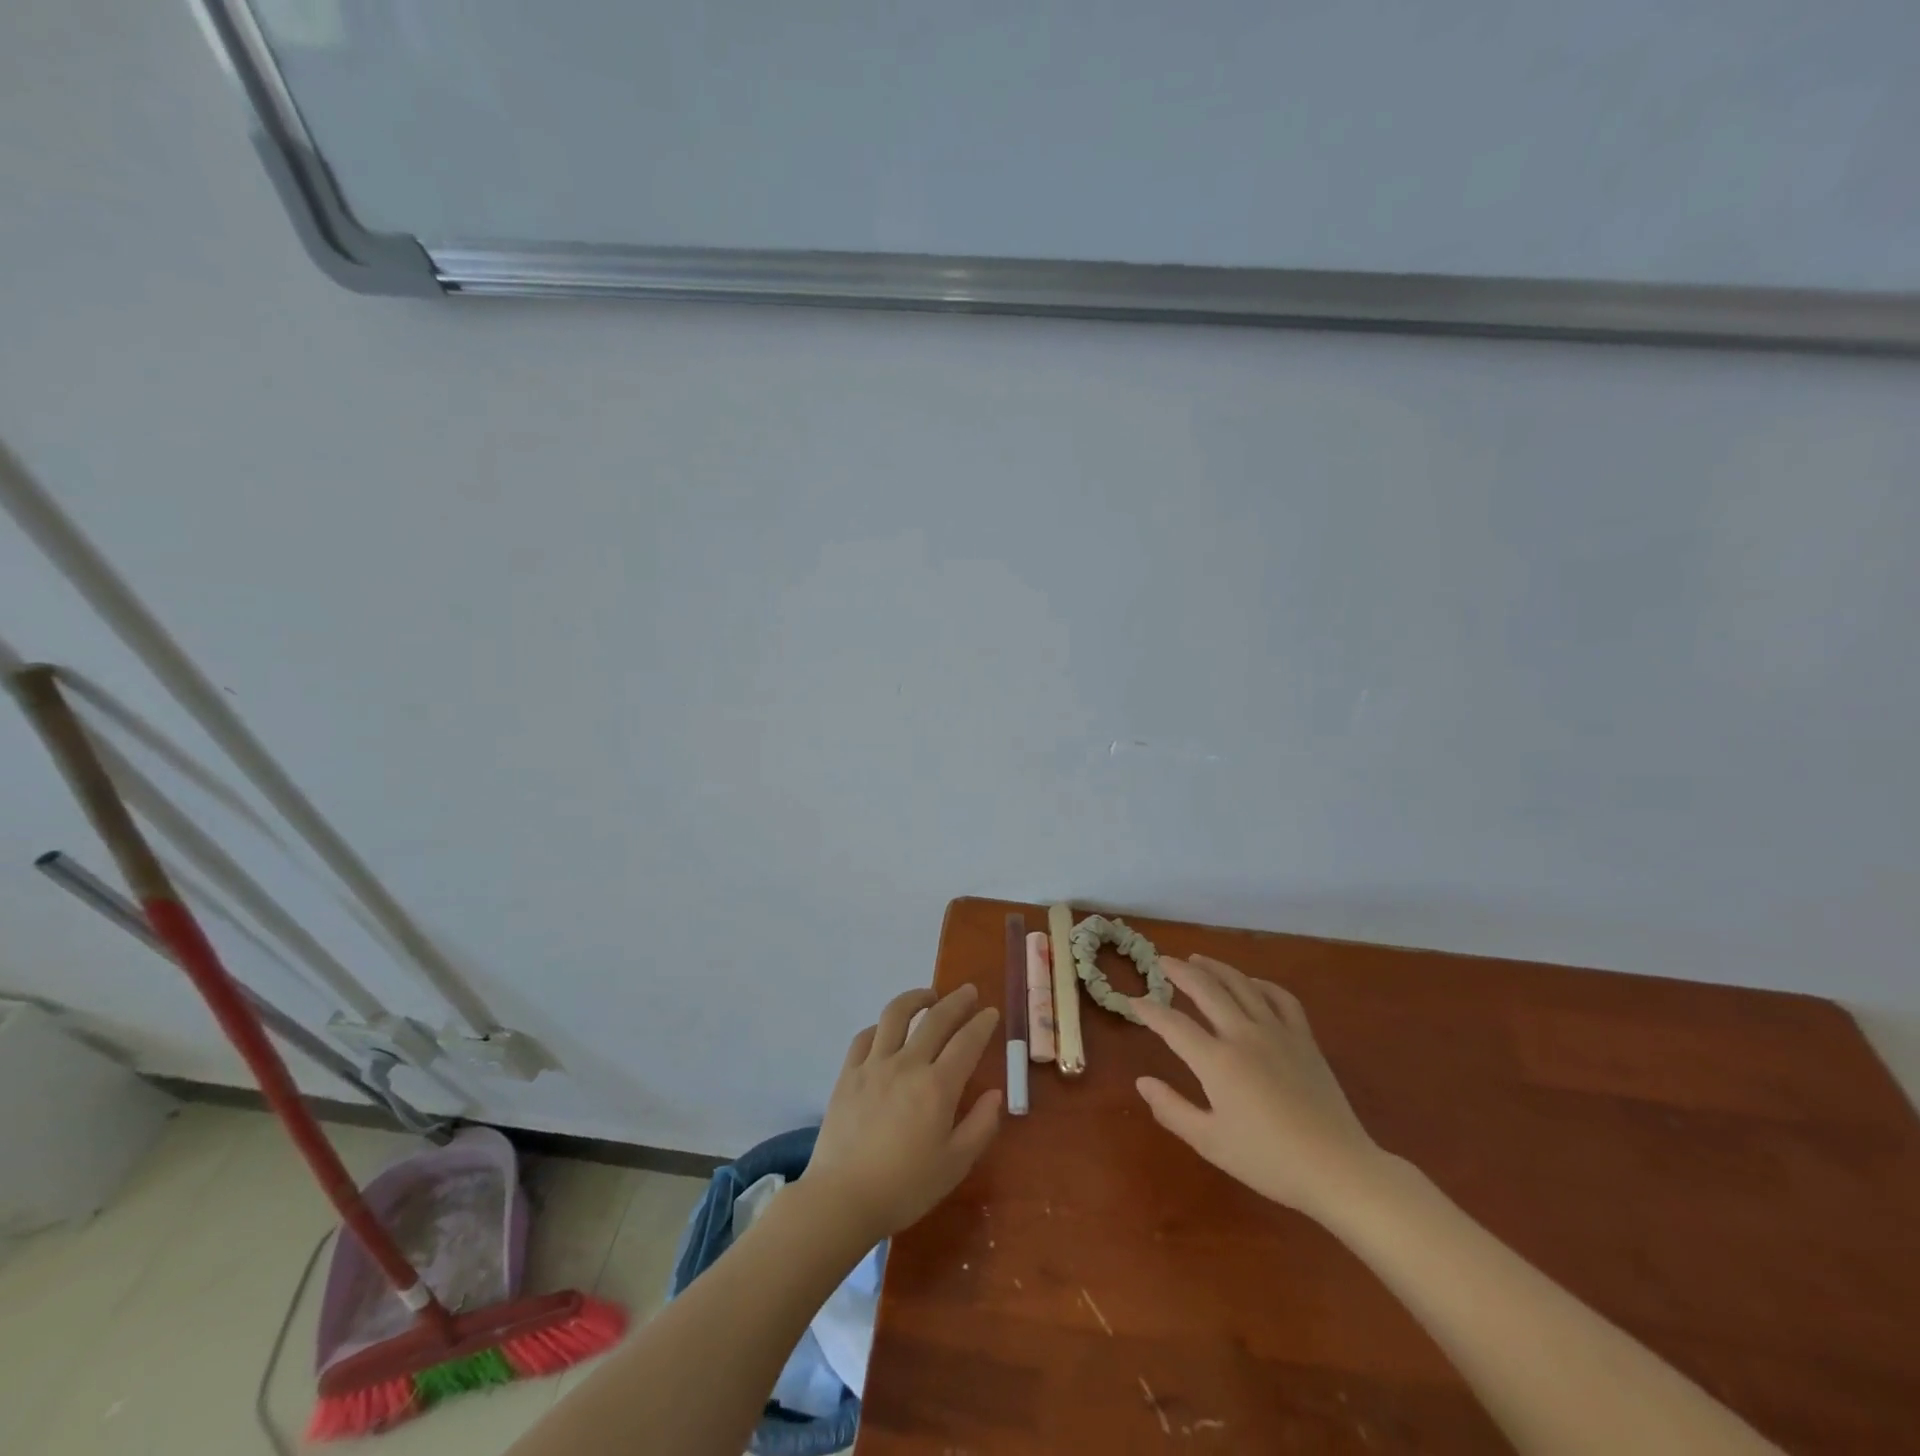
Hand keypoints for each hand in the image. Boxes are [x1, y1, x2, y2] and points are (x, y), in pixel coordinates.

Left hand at [806, 984, 1002, 1242]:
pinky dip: (880, 1026)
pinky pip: (865, 1037)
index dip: (982, 1024)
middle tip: (969, 992)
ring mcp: (874, 1065)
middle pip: (936, 1019)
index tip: (991, 1012)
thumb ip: (980, 1126)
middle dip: (957, 1001)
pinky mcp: (848, 1073)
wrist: (842, 1199)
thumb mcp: (954, 1165)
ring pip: (896, 1015)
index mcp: (937, 1087)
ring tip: (928, 996)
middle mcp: (907, 1065)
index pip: (966, 1042)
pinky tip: (887, 1029)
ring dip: (916, 998)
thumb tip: (995, 1094)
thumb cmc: (905, 1188)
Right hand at [1134, 955, 1384, 1221]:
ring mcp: (1277, 1032)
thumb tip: (1142, 1081)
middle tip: (1161, 961)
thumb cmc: (1269, 1161)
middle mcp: (1243, 1035)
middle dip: (1179, 972)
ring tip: (1197, 959)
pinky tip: (1251, 983)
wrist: (1338, 1169)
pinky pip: (1281, 998)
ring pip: (1241, 984)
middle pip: (1206, 989)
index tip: (1132, 1001)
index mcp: (1217, 1061)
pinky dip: (1261, 984)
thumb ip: (1172, 1109)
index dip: (1149, 1011)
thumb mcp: (1211, 1142)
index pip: (1173, 1024)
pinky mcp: (1304, 1039)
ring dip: (1215, 968)